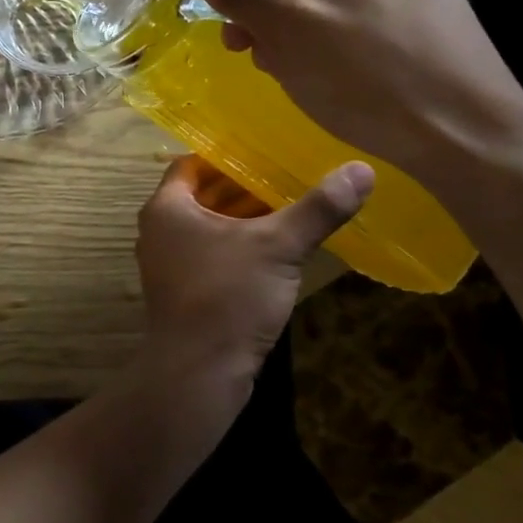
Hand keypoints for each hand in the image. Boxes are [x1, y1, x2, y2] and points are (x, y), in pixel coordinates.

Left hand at [133, 155, 372, 385]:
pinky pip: (213, 255)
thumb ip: (317, 208)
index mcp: (167, 208)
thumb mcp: (278, 246)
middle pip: (204, 195)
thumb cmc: (228, 296)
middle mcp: (161, 231)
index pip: (194, 164)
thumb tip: (361, 169)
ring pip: (210, 228)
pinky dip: (240, 247)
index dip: (228, 154)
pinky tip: (278, 250)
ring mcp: (170, 264)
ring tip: (291, 205)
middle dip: (245, 186)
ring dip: (245, 218)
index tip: (267, 148)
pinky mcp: (185, 293)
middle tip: (289, 173)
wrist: (199, 374)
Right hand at [193, 0, 522, 180]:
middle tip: (273, 67)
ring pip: (330, 3)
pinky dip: (339, 48)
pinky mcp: (434, 19)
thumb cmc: (368, 77)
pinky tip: (344, 83)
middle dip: (275, 22)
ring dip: (302, 39)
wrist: (469, 136)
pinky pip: (363, 22)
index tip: (238, 46)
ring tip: (308, 80)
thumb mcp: (289, 29)